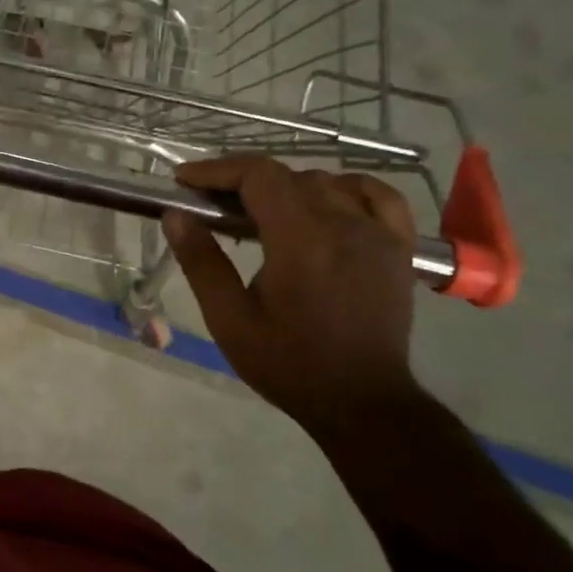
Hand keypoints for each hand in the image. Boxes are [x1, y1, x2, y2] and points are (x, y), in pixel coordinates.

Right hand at [163, 156, 419, 425]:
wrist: (361, 401)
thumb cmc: (288, 364)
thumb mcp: (229, 319)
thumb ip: (201, 262)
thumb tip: (174, 215)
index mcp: (300, 240)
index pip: (258, 175)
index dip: (217, 170)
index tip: (184, 181)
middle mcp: (344, 224)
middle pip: (288, 175)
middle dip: (243, 181)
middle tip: (210, 205)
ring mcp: (378, 233)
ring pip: (326, 182)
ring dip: (286, 187)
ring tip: (260, 211)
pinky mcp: (398, 248)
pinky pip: (378, 196)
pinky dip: (347, 188)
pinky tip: (328, 202)